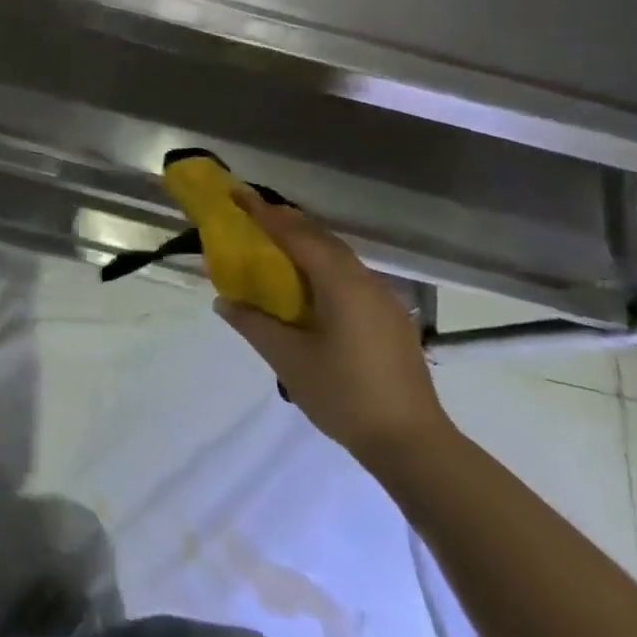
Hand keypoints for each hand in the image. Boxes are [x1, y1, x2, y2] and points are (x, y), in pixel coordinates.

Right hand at [214, 187, 449, 465]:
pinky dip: (323, 265)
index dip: (264, 213)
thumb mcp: (288, 360)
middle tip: (251, 215)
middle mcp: (365, 280)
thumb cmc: (344, 395)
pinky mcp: (390, 317)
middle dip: (286, 222)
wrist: (413, 443)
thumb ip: (254, 324)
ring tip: (275, 245)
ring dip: (306, 243)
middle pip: (321, 238)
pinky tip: (310, 285)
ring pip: (338, 256)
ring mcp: (383, 298)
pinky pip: (350, 275)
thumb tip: (223, 301)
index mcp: (340, 283)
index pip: (296, 235)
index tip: (237, 193)